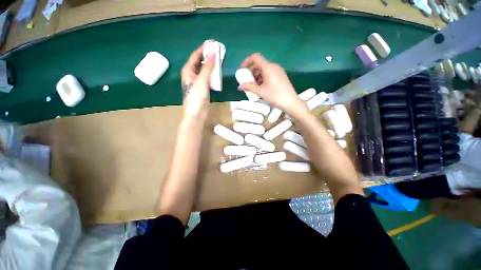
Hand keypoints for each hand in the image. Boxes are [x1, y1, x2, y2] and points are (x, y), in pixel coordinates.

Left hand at [181, 44, 215, 119]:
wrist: (196, 113)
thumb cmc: (196, 97)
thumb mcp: (202, 81)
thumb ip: (207, 67)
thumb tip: (213, 54)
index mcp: (188, 70)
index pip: (195, 55)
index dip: (203, 48)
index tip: (212, 43)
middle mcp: (191, 74)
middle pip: (199, 61)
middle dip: (208, 55)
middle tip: (218, 50)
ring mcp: (197, 81)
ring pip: (204, 69)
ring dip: (211, 64)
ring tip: (219, 59)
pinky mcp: (202, 87)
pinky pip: (208, 77)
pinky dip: (212, 73)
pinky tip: (218, 72)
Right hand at [239, 53, 304, 112]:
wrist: (290, 102)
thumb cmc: (275, 95)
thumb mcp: (260, 92)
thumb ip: (249, 87)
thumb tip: (239, 87)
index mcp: (268, 67)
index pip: (255, 57)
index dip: (247, 61)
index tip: (242, 70)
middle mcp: (273, 66)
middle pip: (259, 64)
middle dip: (251, 72)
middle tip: (247, 81)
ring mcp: (278, 71)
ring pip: (264, 70)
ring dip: (257, 76)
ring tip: (253, 86)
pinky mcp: (281, 77)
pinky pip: (269, 74)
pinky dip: (263, 78)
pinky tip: (261, 88)